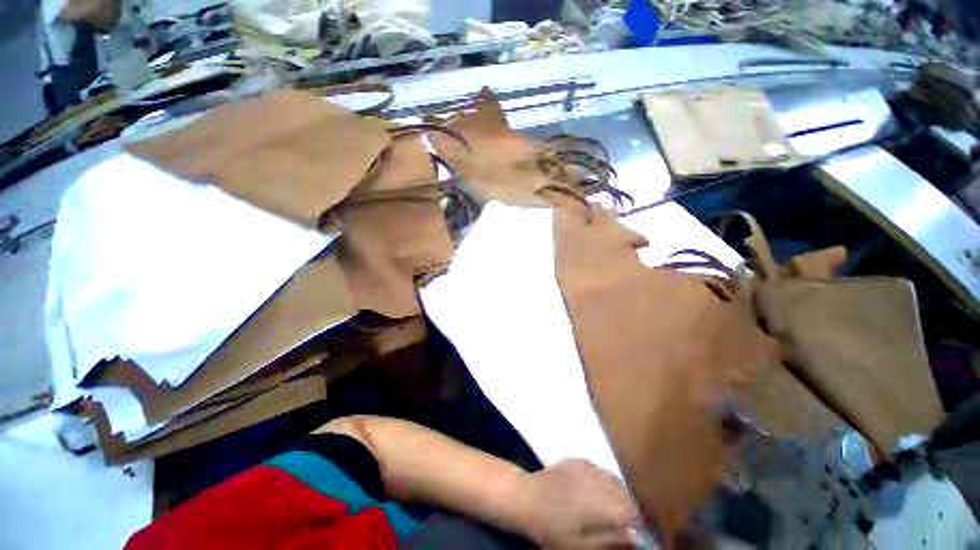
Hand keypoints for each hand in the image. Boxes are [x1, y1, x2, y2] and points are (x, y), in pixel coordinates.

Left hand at [521, 459, 644, 548]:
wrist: (528, 498)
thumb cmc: (553, 529)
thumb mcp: (582, 547)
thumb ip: (611, 541)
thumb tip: (637, 538)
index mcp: (604, 507)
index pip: (633, 513)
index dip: (639, 524)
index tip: (638, 532)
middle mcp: (600, 483)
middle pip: (626, 494)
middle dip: (631, 507)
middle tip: (626, 520)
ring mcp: (589, 468)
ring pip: (615, 479)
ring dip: (619, 492)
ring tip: (613, 505)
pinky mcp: (579, 460)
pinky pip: (600, 470)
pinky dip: (605, 480)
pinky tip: (597, 490)